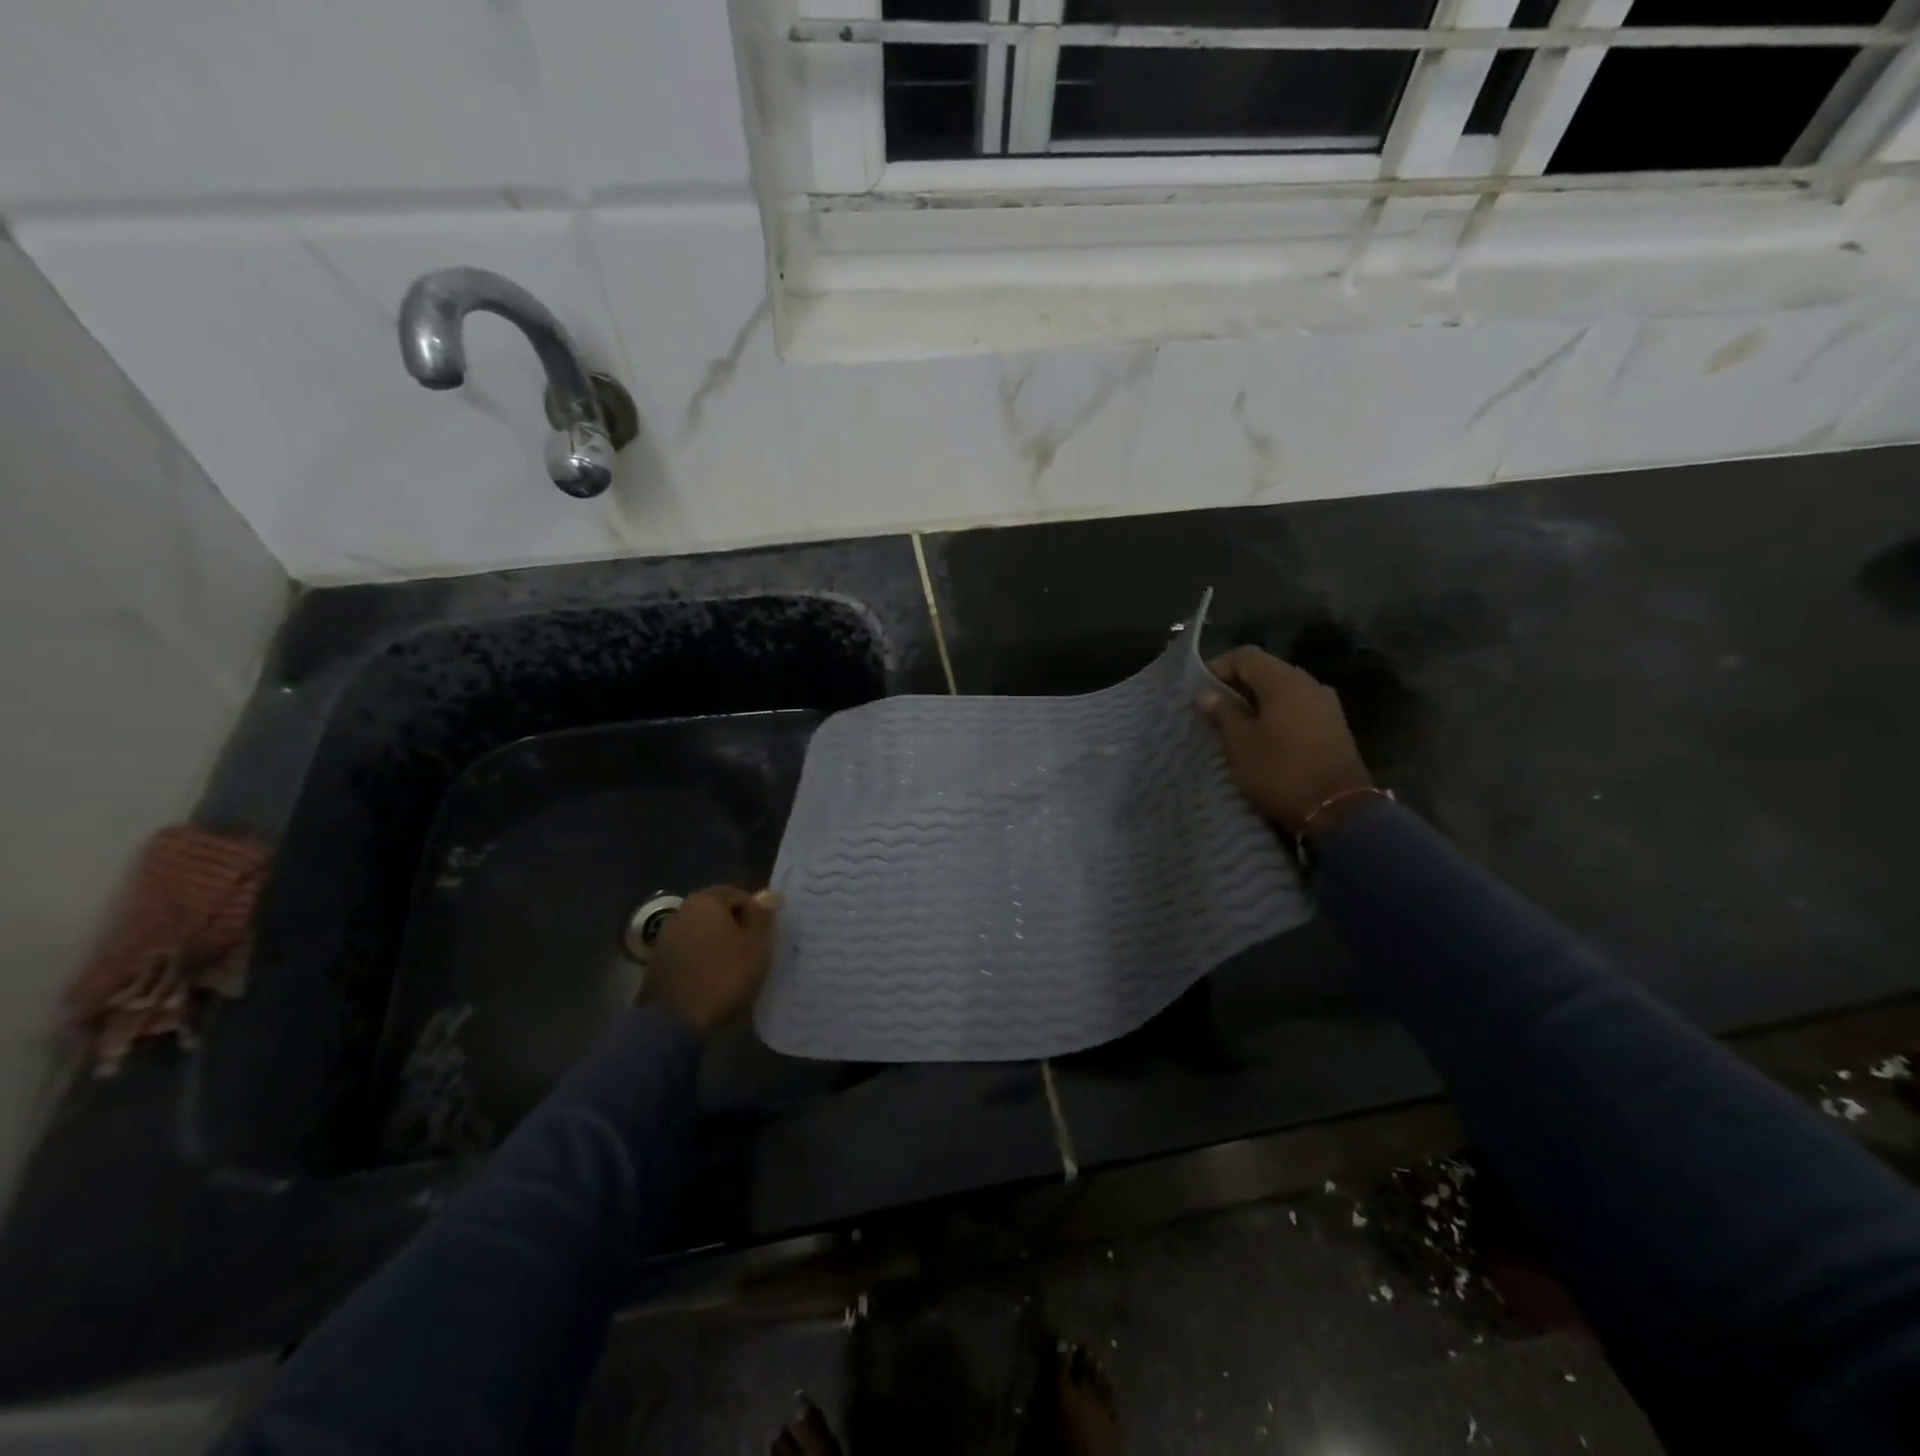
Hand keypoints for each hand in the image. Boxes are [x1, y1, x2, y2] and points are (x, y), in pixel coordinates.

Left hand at [642, 885, 778, 1033]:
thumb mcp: (756, 946)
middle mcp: (681, 912)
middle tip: (752, 950)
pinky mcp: (656, 963)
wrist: (673, 1024)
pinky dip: (701, 959)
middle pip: (716, 912)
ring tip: (733, 967)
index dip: (755, 912)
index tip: (764, 936)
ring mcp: (664, 938)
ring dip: (717, 944)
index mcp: (705, 901)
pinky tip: (711, 979)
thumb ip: (762, 916)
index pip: (736, 893)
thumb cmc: (723, 977)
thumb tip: (768, 893)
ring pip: (701, 932)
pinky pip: (687, 952)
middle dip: (735, 927)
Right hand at [1198, 646, 1373, 835]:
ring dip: (1256, 702)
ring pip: (1282, 691)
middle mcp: (1309, 683)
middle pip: (1265, 671)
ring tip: (1234, 725)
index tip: (1198, 691)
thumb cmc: (1280, 771)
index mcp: (1284, 681)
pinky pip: (1297, 708)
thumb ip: (1223, 712)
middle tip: (1212, 709)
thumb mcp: (1240, 743)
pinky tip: (1262, 737)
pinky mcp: (1334, 726)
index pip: (1245, 656)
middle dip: (1236, 686)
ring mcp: (1326, 705)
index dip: (1218, 667)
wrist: (1338, 810)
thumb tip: (1208, 694)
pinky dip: (1275, 715)